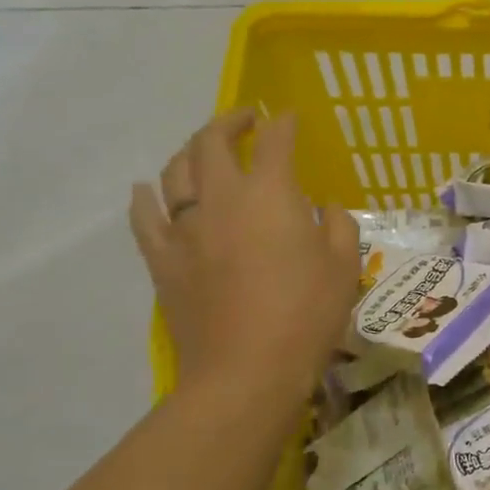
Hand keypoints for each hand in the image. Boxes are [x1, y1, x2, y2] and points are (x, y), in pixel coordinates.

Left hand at [130, 110, 359, 413]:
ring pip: (175, 172)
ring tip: (204, 150)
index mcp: (271, 194)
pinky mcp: (162, 259)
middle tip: (245, 120)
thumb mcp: (344, 265)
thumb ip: (338, 224)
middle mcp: (222, 198)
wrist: (246, 372)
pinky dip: (145, 196)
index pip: (275, 141)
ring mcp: (184, 228)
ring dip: (191, 151)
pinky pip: (144, 217)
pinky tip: (146, 189)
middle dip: (230, 122)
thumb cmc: (307, 314)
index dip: (283, 124)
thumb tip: (322, 208)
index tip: (289, 118)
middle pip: (212, 142)